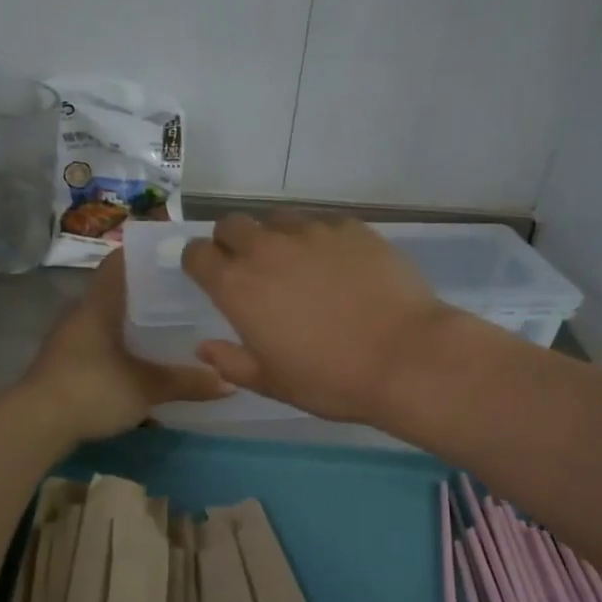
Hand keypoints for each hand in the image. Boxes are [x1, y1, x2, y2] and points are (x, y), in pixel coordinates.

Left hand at [21, 253, 230, 442]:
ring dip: (138, 321)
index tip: (179, 252)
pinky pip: (103, 344)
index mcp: (99, 304)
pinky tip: (147, 360)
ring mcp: (71, 340)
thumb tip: (230, 383)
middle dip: (152, 290)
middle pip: (119, 290)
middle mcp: (82, 314)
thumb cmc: (92, 390)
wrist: (36, 425)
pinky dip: (126, 346)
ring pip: (111, 319)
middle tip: (190, 293)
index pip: (121, 261)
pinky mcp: (67, 365)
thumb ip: (187, 382)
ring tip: (175, 326)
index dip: (147, 252)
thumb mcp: (146, 387)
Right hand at [180, 213, 459, 424]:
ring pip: (276, 219)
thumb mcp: (272, 382)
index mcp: (237, 286)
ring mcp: (310, 232)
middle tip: (253, 271)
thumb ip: (231, 361)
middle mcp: (266, 249)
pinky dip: (317, 239)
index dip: (200, 263)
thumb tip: (203, 347)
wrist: (405, 356)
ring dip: (275, 237)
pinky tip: (339, 265)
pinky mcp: (349, 227)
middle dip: (232, 242)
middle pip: (231, 225)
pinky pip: (320, 222)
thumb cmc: (330, 379)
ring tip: (298, 265)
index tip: (211, 278)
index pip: (196, 253)